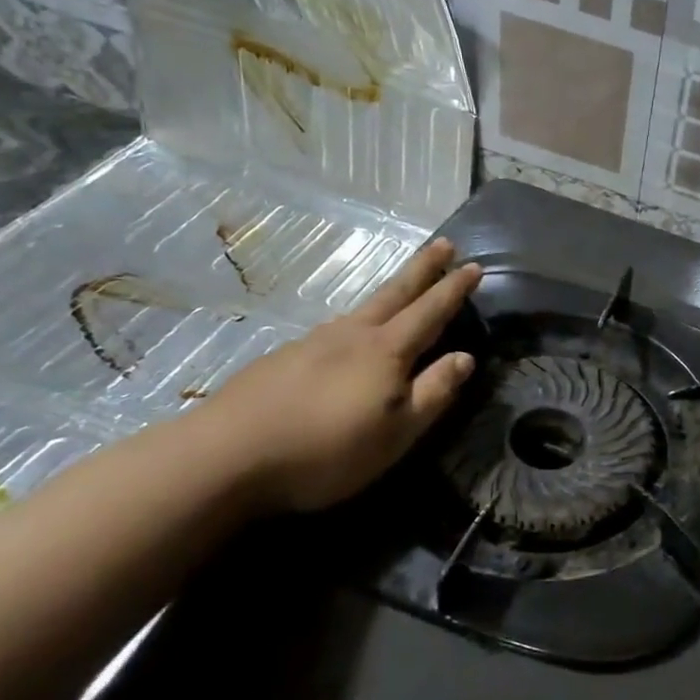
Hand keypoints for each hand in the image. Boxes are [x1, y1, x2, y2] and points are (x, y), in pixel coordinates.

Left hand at [194, 238, 480, 512]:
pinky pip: (331, 333)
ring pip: (359, 311)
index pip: (430, 312)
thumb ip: (434, 392)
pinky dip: (352, 326)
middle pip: (394, 294)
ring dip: (387, 295)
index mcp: (386, 352)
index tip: (474, 265)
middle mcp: (351, 336)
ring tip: (399, 293)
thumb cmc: (327, 449)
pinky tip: (345, 342)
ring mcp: (311, 344)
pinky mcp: (281, 361)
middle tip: (442, 243)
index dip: (454, 289)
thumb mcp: (398, 431)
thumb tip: (466, 357)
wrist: (226, 457)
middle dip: (422, 269)